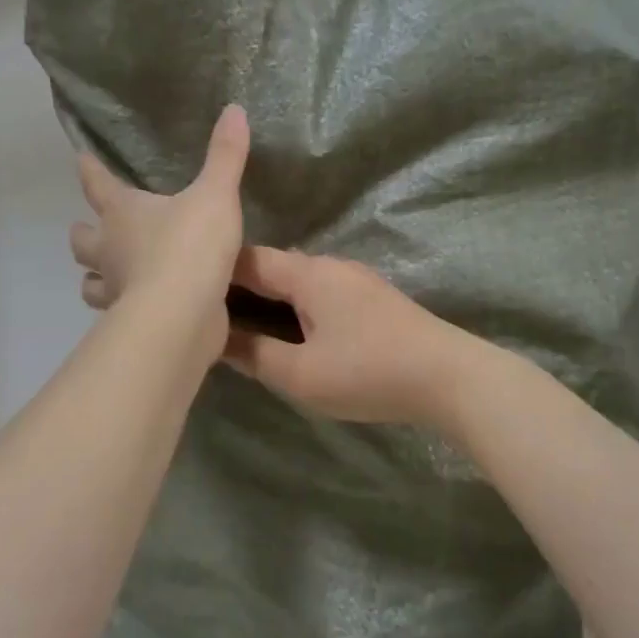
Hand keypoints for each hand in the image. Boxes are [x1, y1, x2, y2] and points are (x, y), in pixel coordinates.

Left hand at [69, 106, 249, 365]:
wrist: (182, 316)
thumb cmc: (190, 247)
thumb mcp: (215, 195)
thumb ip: (225, 156)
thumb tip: (234, 109)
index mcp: (122, 212)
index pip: (97, 183)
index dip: (90, 169)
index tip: (80, 158)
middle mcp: (109, 249)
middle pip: (82, 239)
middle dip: (84, 232)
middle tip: (93, 228)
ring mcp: (116, 289)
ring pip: (90, 282)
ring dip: (96, 276)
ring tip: (110, 272)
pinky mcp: (130, 321)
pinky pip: (117, 312)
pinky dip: (123, 307)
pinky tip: (139, 305)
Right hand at [223, 247, 475, 423]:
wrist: (450, 377)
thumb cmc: (368, 372)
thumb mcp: (300, 374)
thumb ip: (254, 355)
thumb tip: (217, 339)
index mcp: (307, 274)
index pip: (248, 260)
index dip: (215, 271)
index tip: (188, 291)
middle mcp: (329, 266)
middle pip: (273, 267)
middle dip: (241, 286)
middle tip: (211, 314)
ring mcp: (356, 280)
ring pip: (298, 281)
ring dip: (270, 298)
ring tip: (244, 325)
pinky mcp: (373, 299)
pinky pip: (320, 293)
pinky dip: (296, 306)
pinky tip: (291, 330)